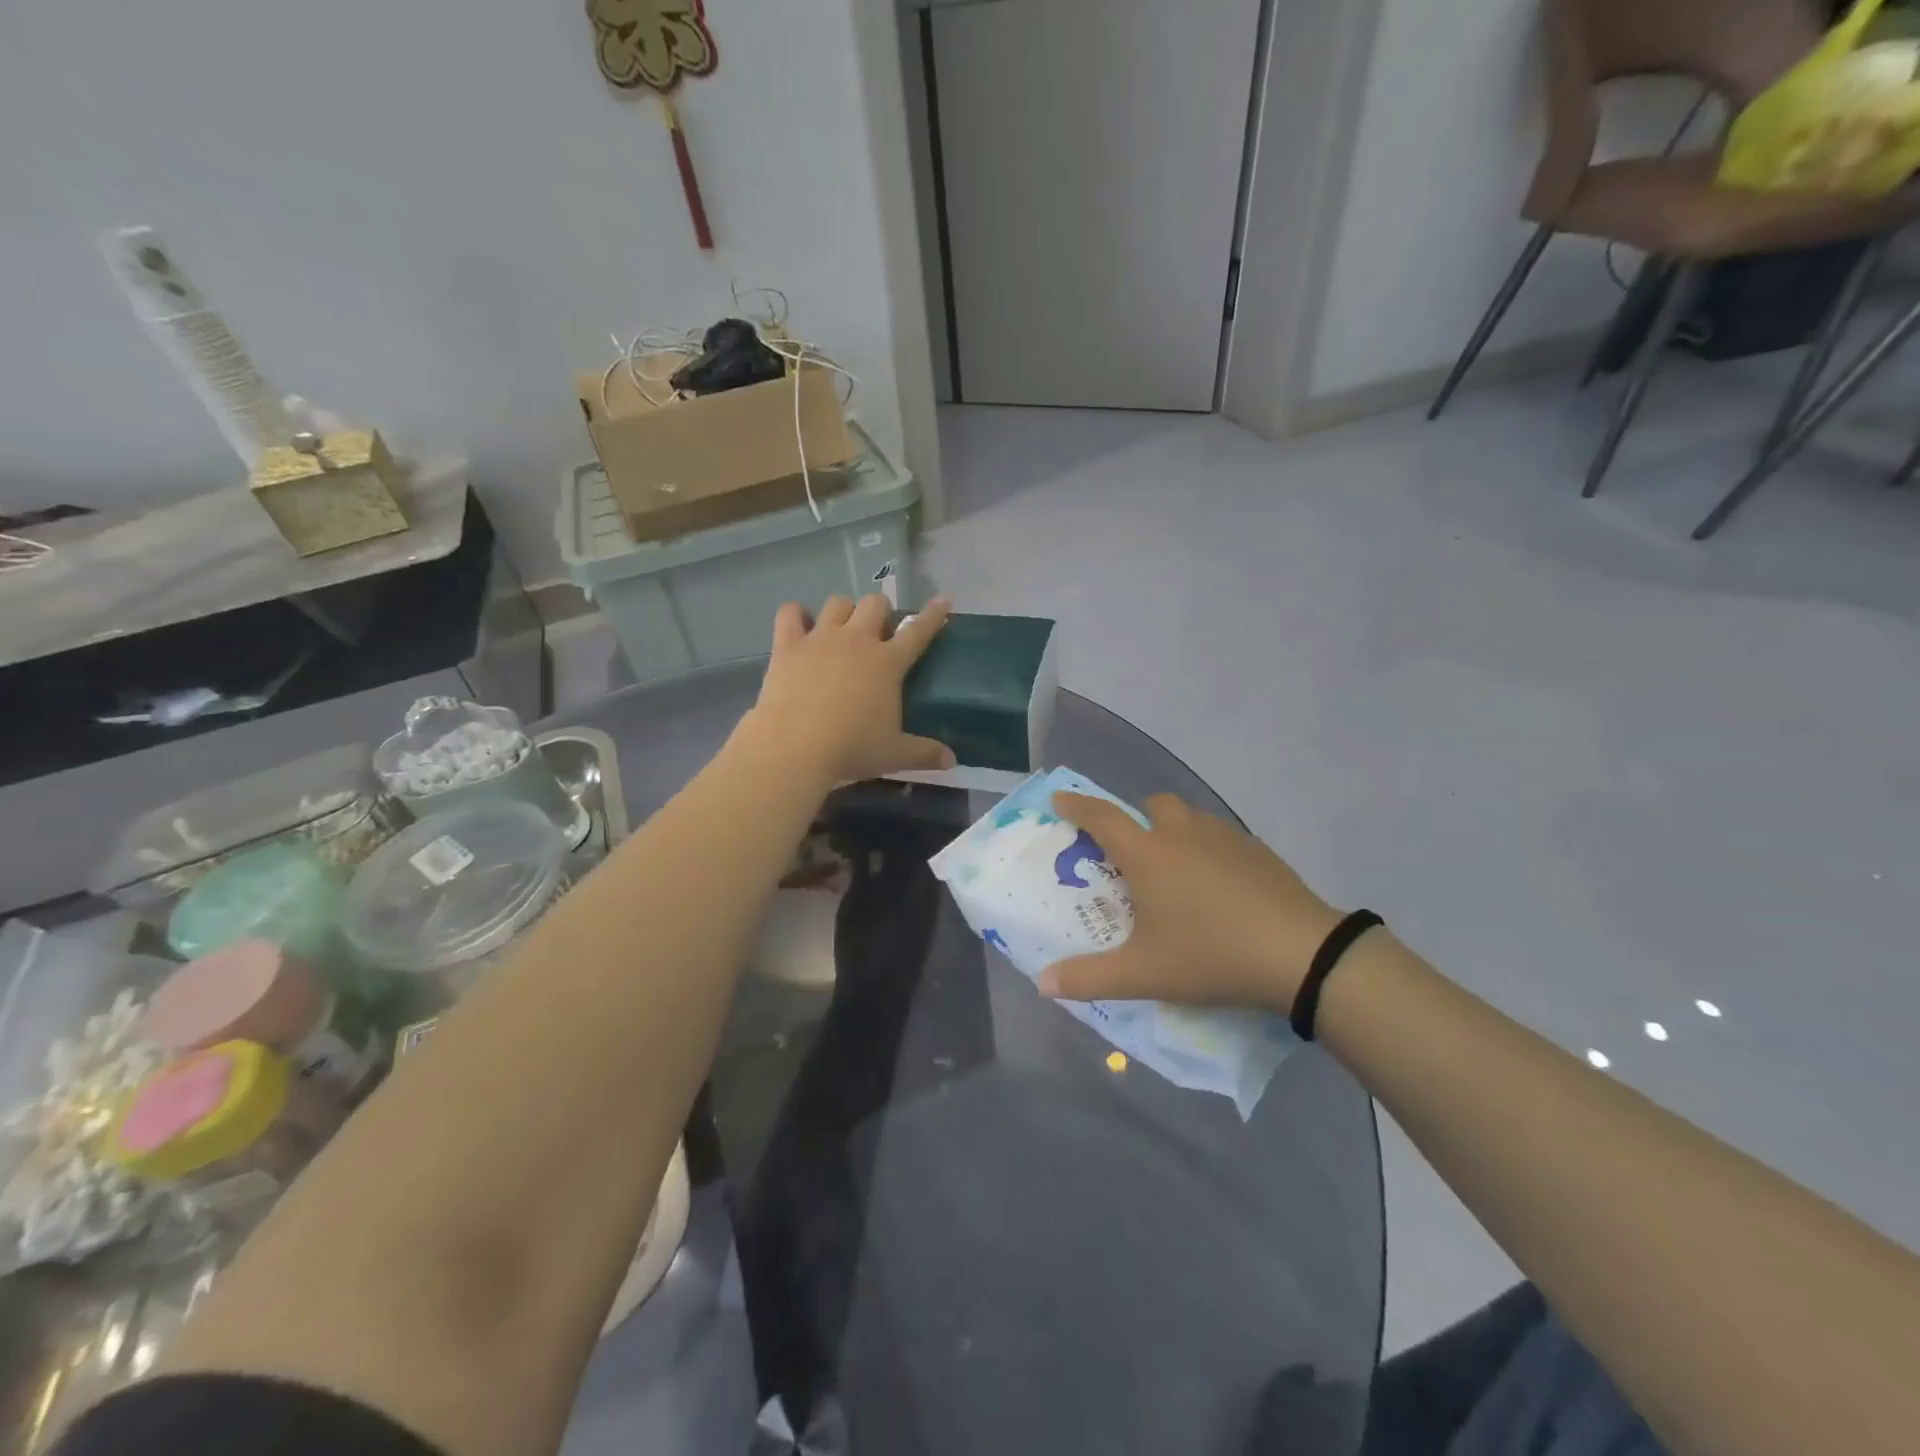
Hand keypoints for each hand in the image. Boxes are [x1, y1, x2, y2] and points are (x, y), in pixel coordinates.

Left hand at [744, 594, 956, 784]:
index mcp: (887, 663)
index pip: (918, 631)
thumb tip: (952, 761)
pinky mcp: (787, 646)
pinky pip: (790, 613)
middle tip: (878, 632)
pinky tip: (799, 625)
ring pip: (837, 602)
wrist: (795, 747)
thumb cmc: (851, 749)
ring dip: (844, 611)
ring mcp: (820, 639)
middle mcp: (856, 640)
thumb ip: (925, 753)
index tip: (943, 601)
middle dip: (880, 611)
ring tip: (841, 629)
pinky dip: (796, 614)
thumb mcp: (894, 755)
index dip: (933, 615)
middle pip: (874, 604)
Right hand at [1039, 792, 1347, 1014]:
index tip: (1059, 798)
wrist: (1301, 954)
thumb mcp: (1143, 973)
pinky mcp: (1258, 851)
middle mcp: (1182, 834)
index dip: (1076, 806)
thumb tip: (1042, 982)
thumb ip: (1089, 978)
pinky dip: (1206, 848)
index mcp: (1148, 854)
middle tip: (1130, 850)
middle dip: (1134, 817)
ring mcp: (1225, 838)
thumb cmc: (1210, 955)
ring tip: (1173, 869)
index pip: (1101, 817)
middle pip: (1151, 805)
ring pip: (1189, 817)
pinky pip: (1220, 836)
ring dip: (1172, 829)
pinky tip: (1216, 886)